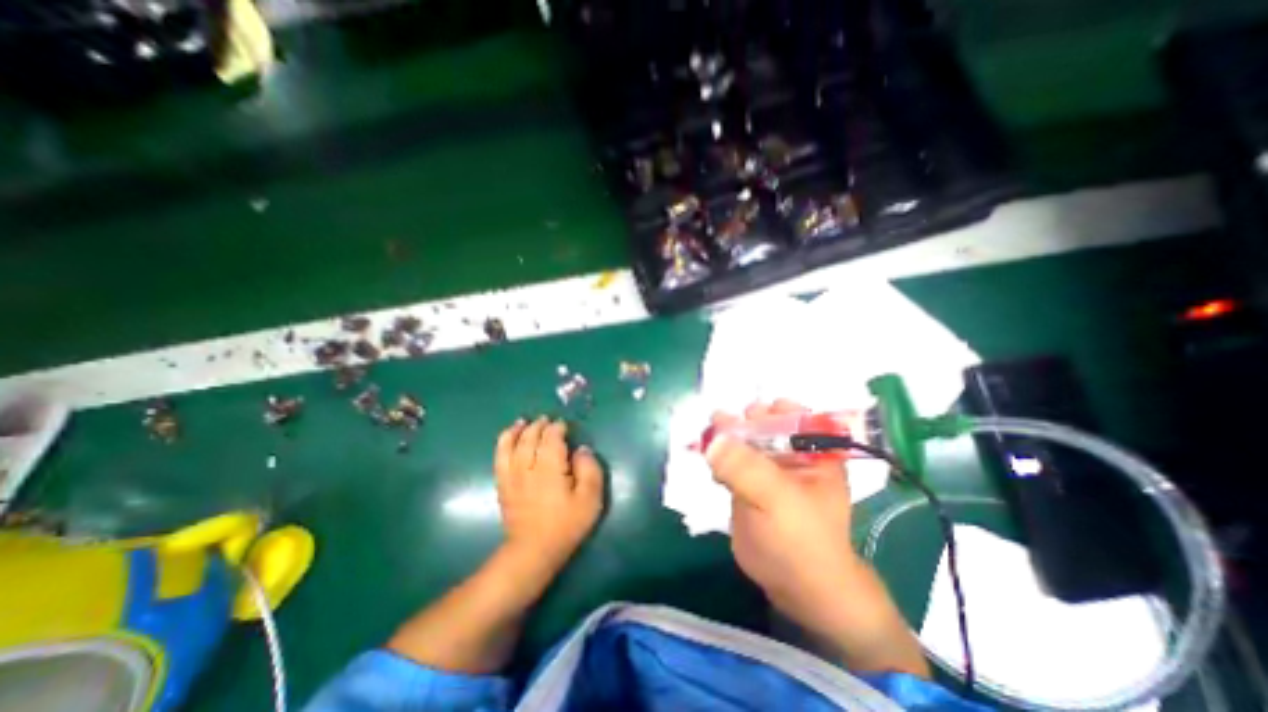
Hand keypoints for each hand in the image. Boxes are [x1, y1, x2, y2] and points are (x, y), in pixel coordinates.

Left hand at [496, 418, 603, 582]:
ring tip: (523, 421)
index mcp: (550, 468)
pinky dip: (503, 443)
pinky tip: (508, 438)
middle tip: (547, 420)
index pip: (552, 438)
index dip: (558, 428)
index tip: (565, 426)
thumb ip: (589, 469)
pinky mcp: (503, 485)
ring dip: (518, 430)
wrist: (533, 551)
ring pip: (511, 444)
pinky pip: (499, 457)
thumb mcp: (590, 499)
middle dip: (539, 425)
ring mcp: (512, 475)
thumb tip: (581, 449)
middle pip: (531, 437)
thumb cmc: (566, 525)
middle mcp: (528, 467)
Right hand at [702, 400, 861, 628]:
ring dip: (724, 437)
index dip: (770, 409)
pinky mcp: (747, 483)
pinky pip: (729, 460)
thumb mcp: (776, 499)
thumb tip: (712, 439)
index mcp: (812, 450)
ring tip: (709, 438)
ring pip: (742, 441)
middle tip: (720, 423)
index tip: (748, 415)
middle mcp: (789, 453)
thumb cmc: (800, 539)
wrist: (796, 587)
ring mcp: (766, 468)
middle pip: (762, 424)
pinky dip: (717, 456)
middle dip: (741, 422)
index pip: (793, 414)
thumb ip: (745, 467)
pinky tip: (707, 458)